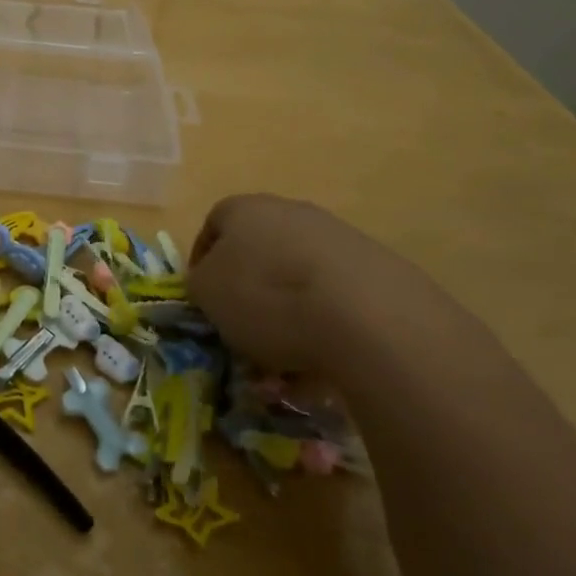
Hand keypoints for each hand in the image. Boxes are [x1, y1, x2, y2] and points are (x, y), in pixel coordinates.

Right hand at [187, 193, 431, 373]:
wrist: (364, 316)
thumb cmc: (266, 296)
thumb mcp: (207, 294)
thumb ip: (199, 284)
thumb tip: (210, 283)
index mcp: (244, 208)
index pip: (213, 225)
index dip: (203, 261)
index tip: (203, 298)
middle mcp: (291, 212)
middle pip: (260, 250)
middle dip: (249, 290)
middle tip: (243, 330)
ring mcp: (338, 238)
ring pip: (298, 278)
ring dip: (288, 314)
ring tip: (283, 364)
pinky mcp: (376, 270)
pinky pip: (335, 300)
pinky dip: (324, 329)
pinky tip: (321, 366)